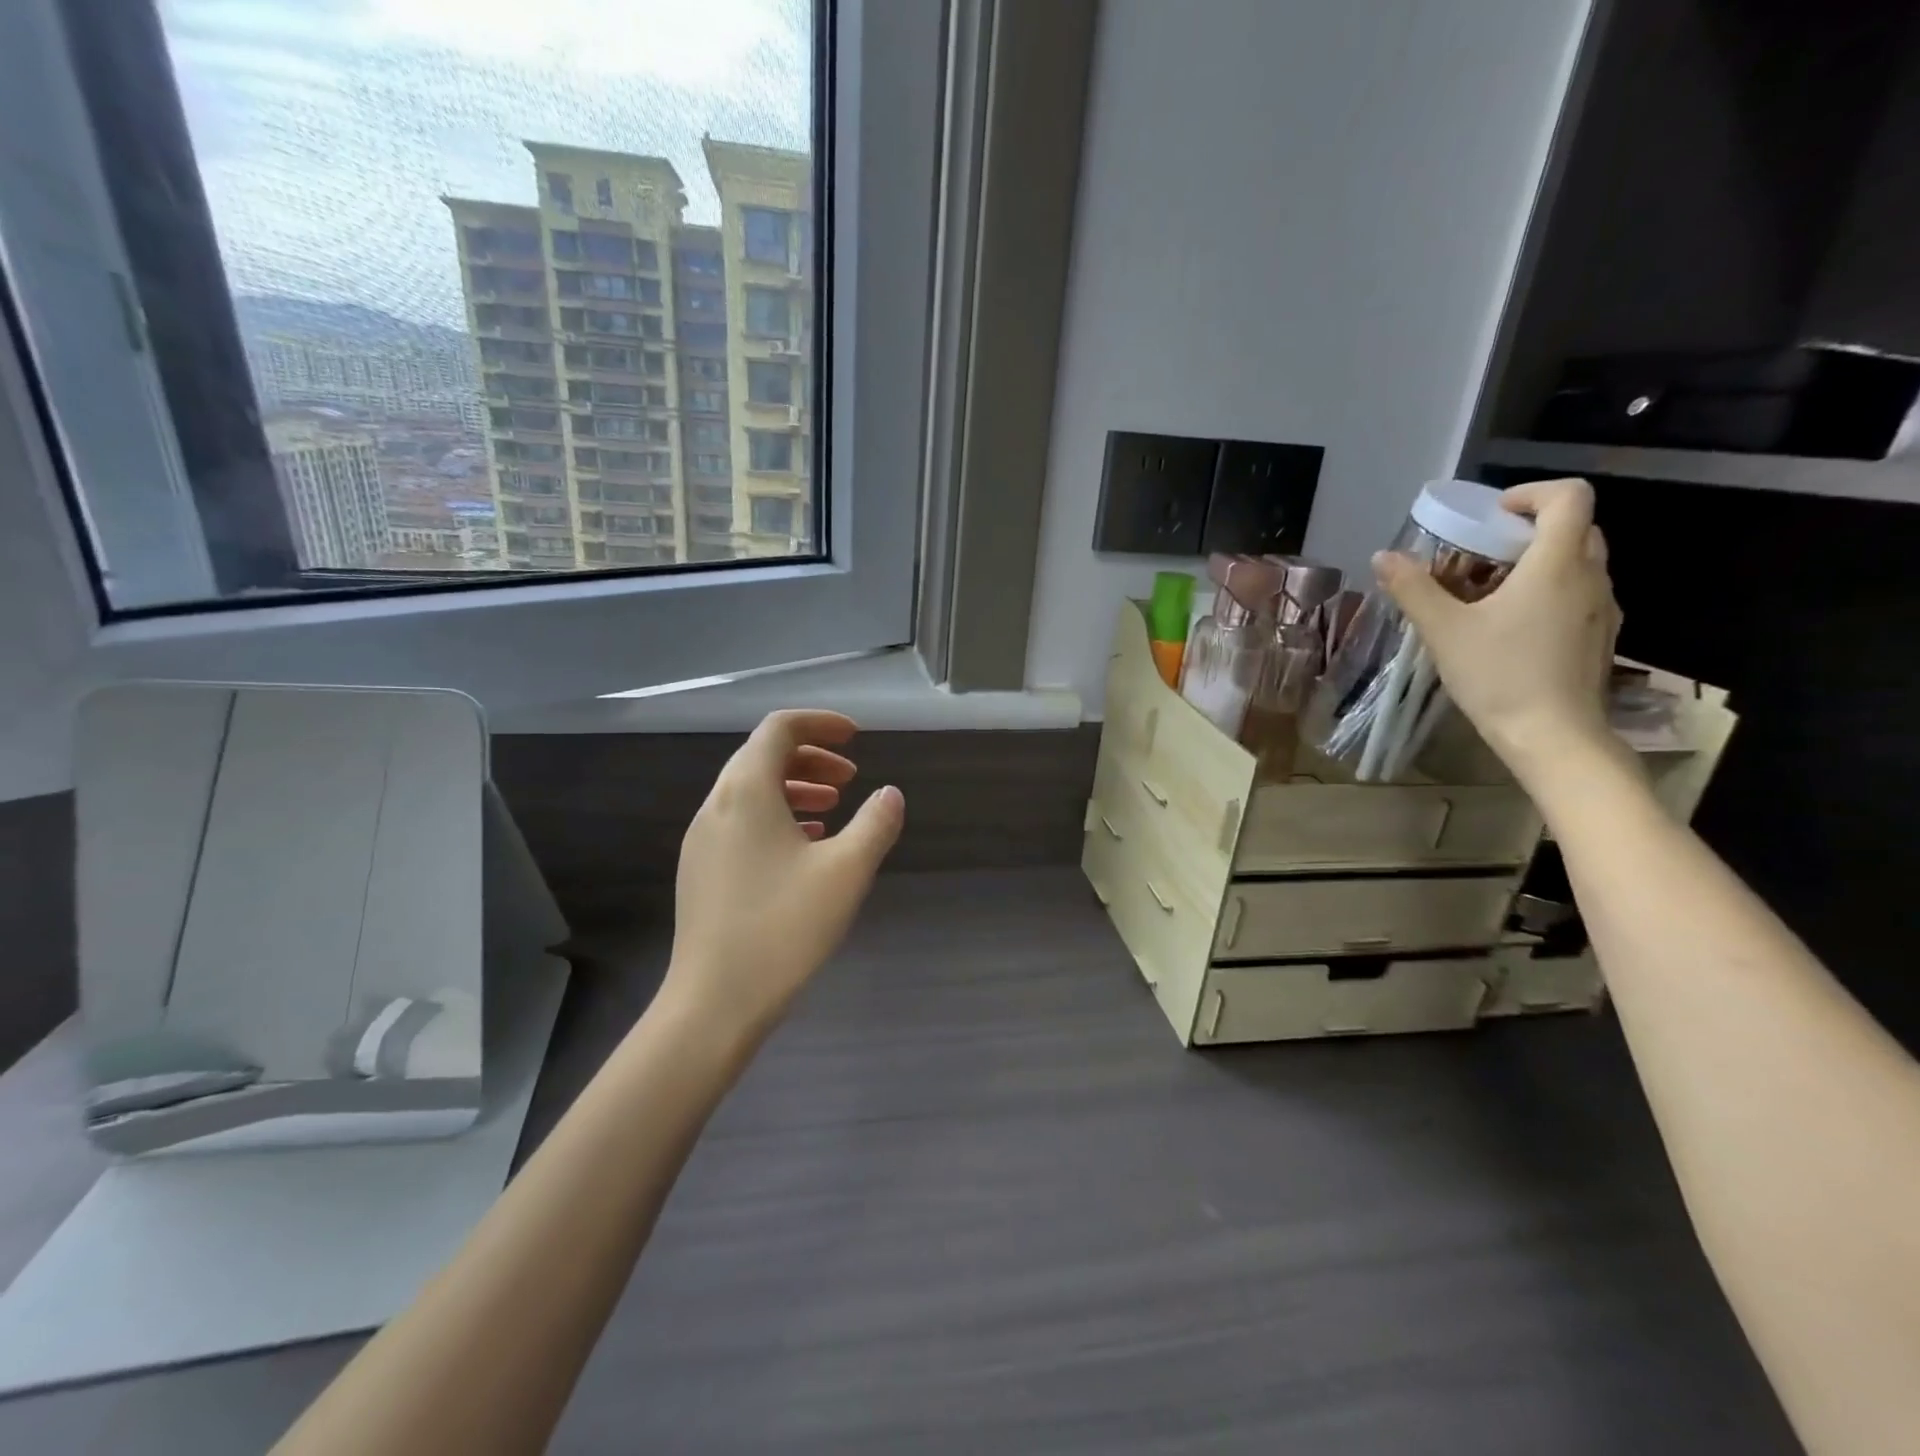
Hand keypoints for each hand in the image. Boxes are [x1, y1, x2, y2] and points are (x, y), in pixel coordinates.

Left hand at [660, 710, 904, 1047]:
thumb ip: (875, 824)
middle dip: (810, 757)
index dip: (820, 723)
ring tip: (832, 809)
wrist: (714, 1003)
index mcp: (747, 792)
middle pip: (762, 756)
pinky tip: (805, 848)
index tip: (856, 738)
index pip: (779, 729)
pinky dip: (776, 817)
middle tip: (850, 778)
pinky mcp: (701, 871)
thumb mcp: (846, 872)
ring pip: (751, 792)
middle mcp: (717, 806)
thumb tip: (890, 794)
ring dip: (794, 788)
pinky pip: (741, 822)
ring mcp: (702, 840)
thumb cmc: (784, 928)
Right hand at [1373, 477, 1623, 790]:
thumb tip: (1383, 557)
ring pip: (1576, 562)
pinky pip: (1576, 593)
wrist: (1552, 736)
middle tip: (1479, 555)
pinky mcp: (1599, 635)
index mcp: (1557, 564)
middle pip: (1572, 527)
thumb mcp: (1443, 630)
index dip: (1529, 493)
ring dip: (1534, 563)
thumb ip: (1413, 589)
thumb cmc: (1499, 675)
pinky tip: (1508, 626)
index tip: (1489, 516)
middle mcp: (1590, 576)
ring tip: (1486, 593)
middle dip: (1524, 531)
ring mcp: (1601, 607)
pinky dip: (1545, 591)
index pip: (1568, 497)